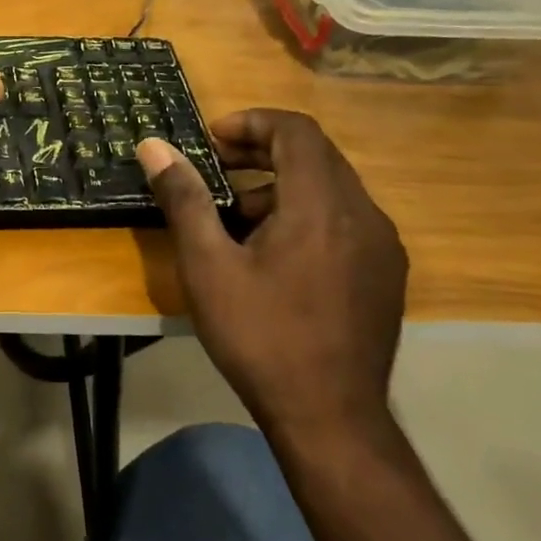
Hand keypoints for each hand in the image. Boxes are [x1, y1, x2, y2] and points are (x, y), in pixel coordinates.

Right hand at [137, 111, 407, 450]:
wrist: (330, 418)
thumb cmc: (260, 336)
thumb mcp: (208, 265)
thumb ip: (184, 198)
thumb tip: (154, 146)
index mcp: (321, 205)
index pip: (296, 131)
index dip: (252, 122)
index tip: (212, 139)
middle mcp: (363, 215)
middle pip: (316, 155)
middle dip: (262, 151)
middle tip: (217, 167)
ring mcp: (382, 247)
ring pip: (331, 189)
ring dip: (282, 185)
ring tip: (236, 217)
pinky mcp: (386, 274)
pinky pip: (345, 220)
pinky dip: (307, 213)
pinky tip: (275, 253)